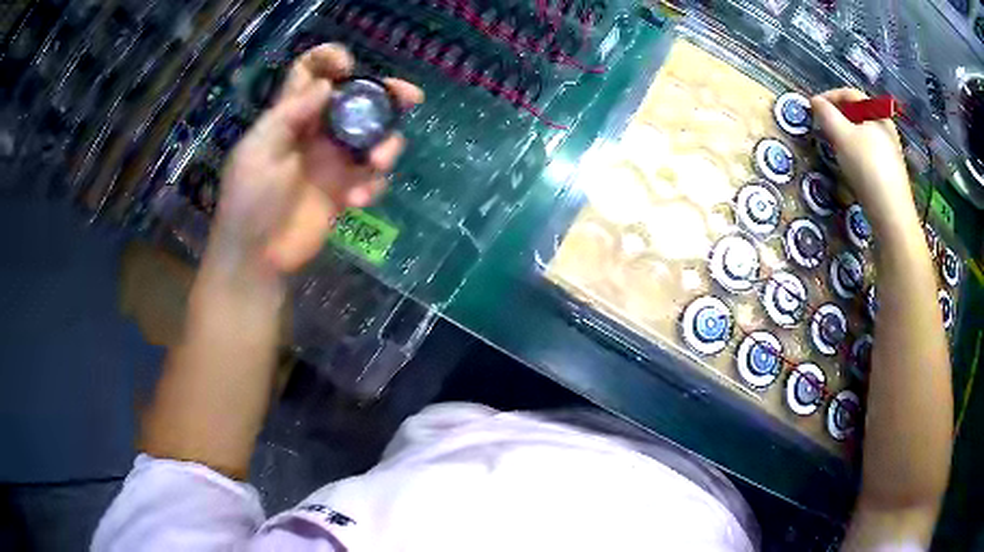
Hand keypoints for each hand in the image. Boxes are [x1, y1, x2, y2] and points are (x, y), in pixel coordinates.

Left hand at [211, 44, 423, 275]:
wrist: (256, 258)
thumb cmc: (249, 201)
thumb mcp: (258, 151)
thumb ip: (289, 114)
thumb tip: (326, 86)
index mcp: (289, 116)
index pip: (310, 74)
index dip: (329, 60)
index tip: (349, 67)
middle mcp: (316, 132)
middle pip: (356, 100)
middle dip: (384, 94)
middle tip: (410, 97)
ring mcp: (333, 162)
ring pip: (373, 137)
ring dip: (385, 145)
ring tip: (378, 162)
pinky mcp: (345, 191)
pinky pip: (372, 177)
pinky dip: (373, 184)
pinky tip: (356, 200)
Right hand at [811, 88, 912, 226]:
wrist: (892, 214)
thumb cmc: (867, 168)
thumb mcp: (842, 137)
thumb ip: (826, 115)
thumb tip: (814, 101)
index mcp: (876, 111)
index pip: (849, 93)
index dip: (828, 96)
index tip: (813, 108)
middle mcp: (886, 125)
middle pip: (858, 111)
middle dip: (838, 115)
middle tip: (823, 126)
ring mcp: (891, 147)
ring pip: (864, 131)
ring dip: (847, 133)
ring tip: (835, 144)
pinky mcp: (891, 168)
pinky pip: (871, 148)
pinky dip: (857, 148)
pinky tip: (852, 163)